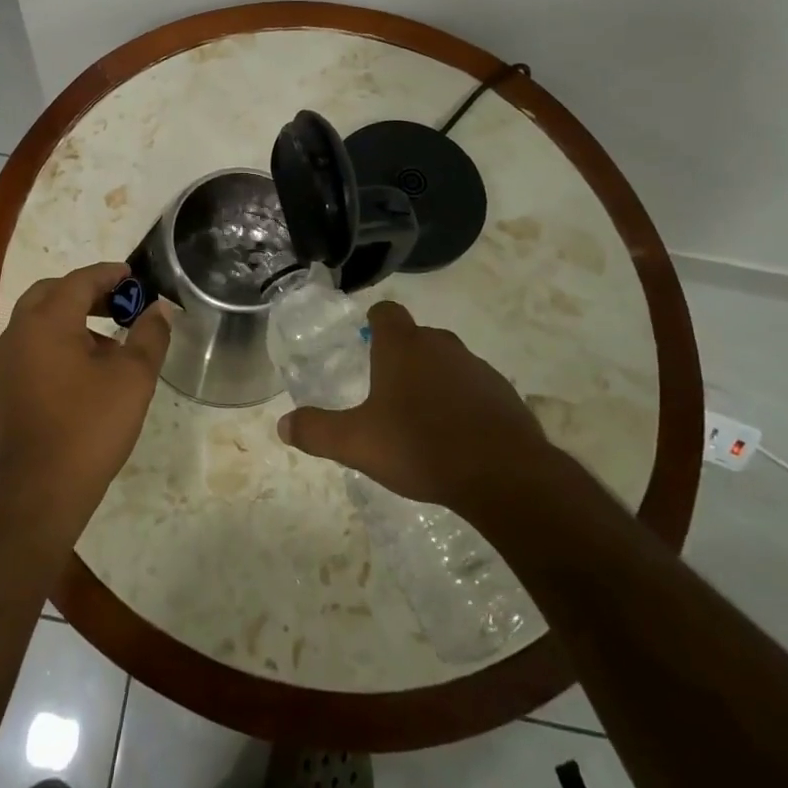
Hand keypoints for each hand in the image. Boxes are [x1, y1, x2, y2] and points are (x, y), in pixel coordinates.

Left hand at [0, 262, 172, 542]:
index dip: (110, 274)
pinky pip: (34, 345)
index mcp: (47, 320)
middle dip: (88, 291)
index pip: (80, 280)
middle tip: (120, 302)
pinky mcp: (6, 386)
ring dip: (73, 316)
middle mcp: (20, 331)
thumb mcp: (133, 377)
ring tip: (111, 338)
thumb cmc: (89, 426)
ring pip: (40, 319)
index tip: (135, 276)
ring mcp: (7, 360)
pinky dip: (59, 340)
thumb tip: (159, 308)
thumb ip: (149, 335)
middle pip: (53, 293)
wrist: (38, 492)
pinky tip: (87, 368)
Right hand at [276, 301, 548, 514]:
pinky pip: (474, 389)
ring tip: (420, 418)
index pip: (386, 312)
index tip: (366, 340)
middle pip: (417, 337)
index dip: (374, 321)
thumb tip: (283, 424)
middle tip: (385, 389)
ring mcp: (477, 368)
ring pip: (447, 362)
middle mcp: (440, 345)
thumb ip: (317, 431)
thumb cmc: (420, 446)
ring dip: (434, 380)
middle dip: (402, 356)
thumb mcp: (357, 444)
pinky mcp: (504, 394)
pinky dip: (463, 403)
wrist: (503, 475)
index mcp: (403, 346)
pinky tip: (456, 436)